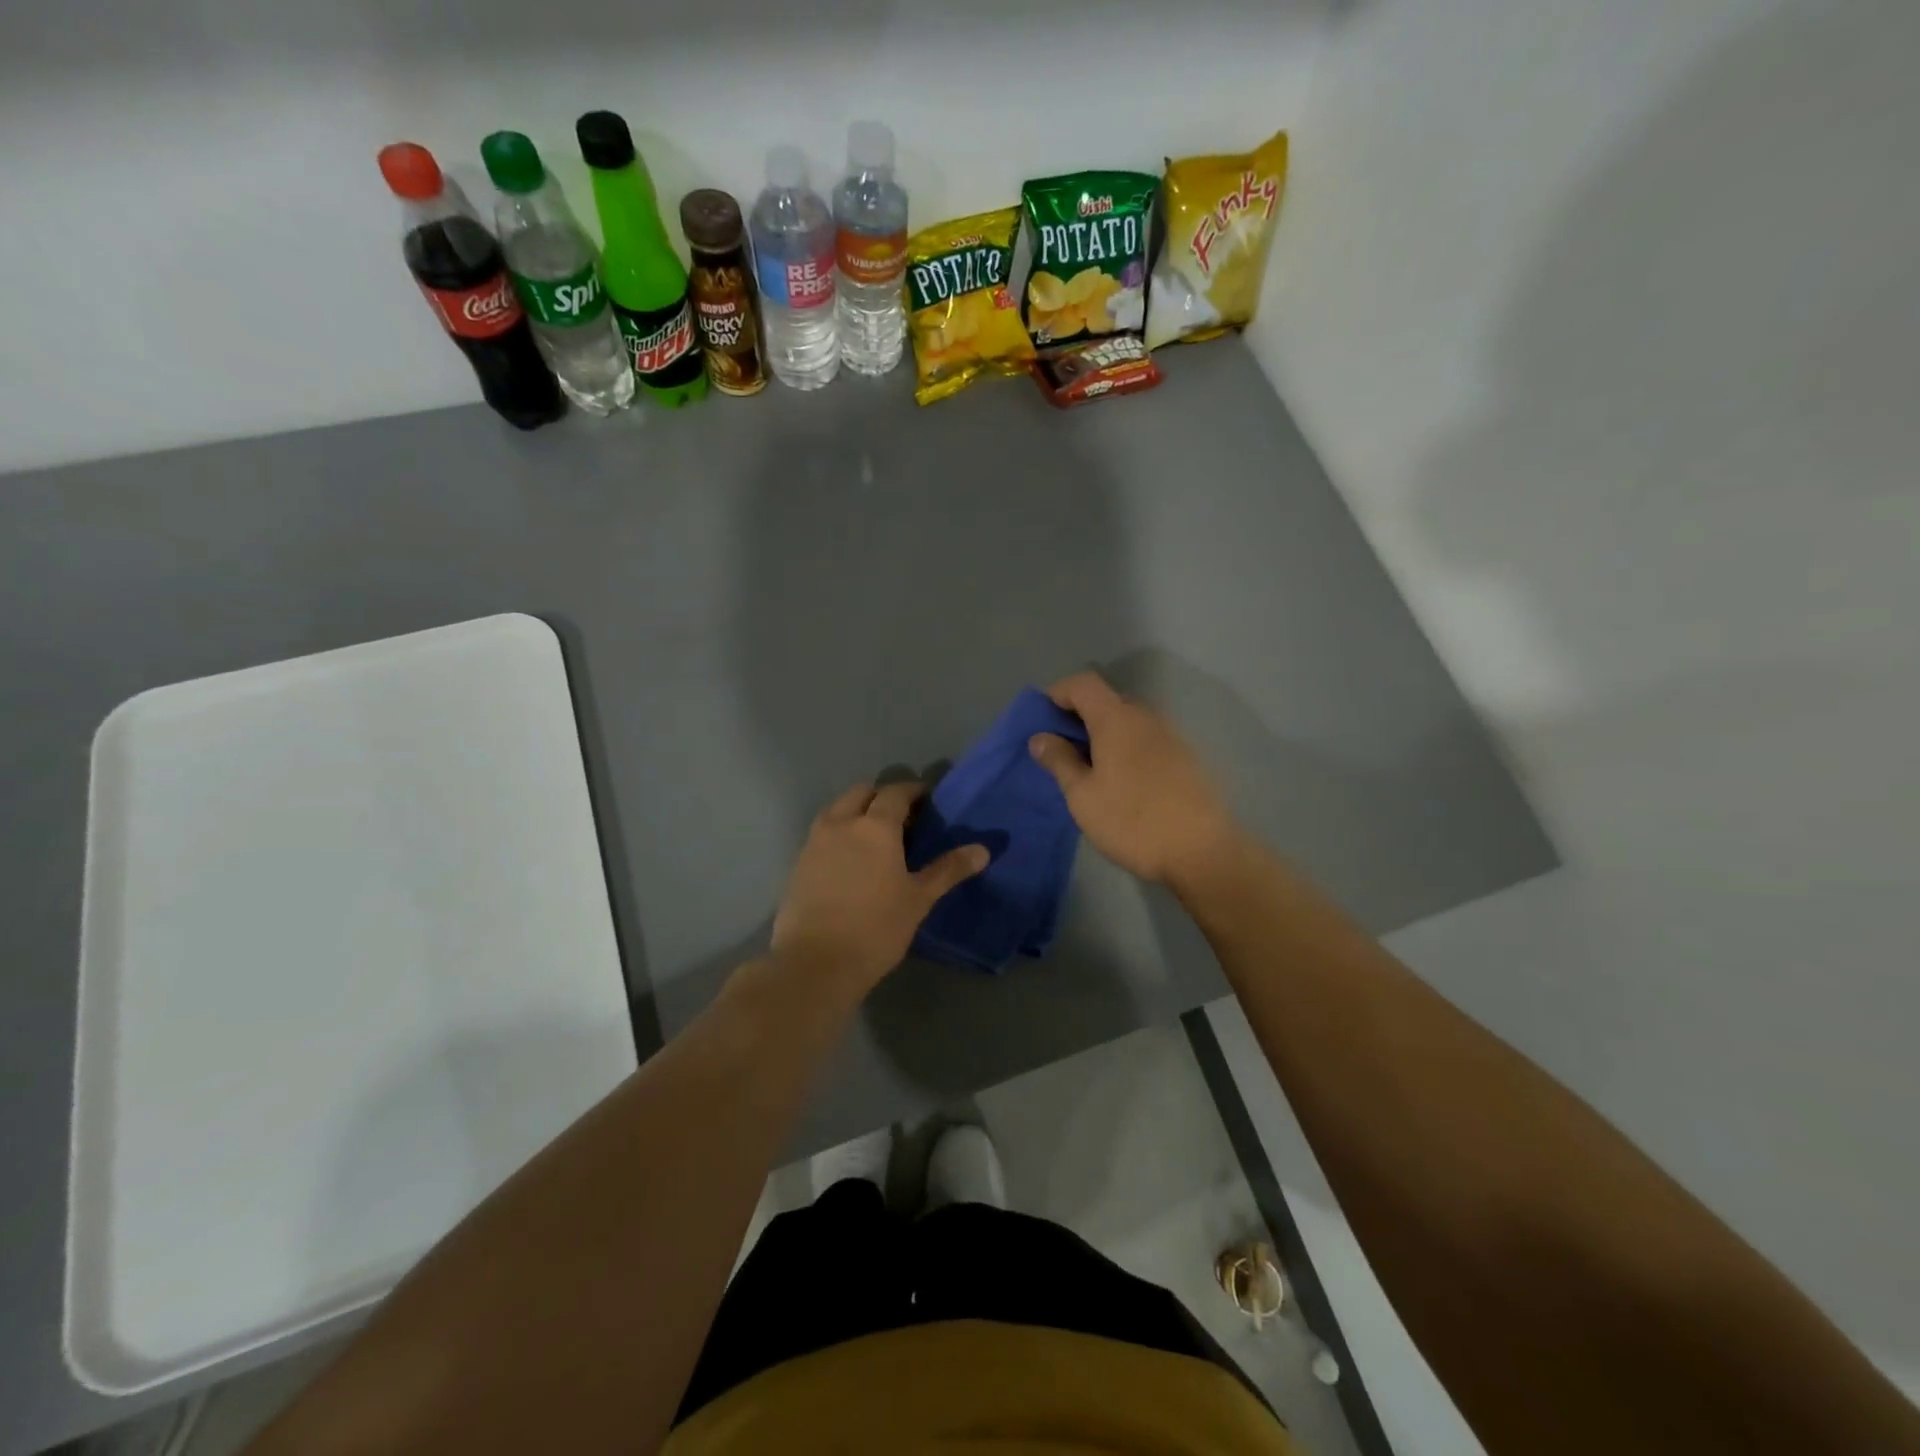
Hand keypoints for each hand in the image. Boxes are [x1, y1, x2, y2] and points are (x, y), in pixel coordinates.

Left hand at [771, 781, 989, 999]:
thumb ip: (948, 870)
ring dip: (856, 810)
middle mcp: (842, 823)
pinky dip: (839, 832)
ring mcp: (815, 842)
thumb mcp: (919, 899)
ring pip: (837, 809)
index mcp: (875, 827)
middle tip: (901, 817)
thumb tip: (983, 850)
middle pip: (861, 792)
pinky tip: (850, 859)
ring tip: (874, 836)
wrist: (815, 962)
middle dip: (881, 796)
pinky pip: (822, 832)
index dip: (913, 790)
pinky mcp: (799, 863)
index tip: (927, 799)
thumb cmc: (876, 928)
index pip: (895, 792)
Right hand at [1029, 671, 1241, 889]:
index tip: (1042, 719)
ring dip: (1105, 734)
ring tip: (1090, 768)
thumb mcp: (1082, 796)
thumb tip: (1040, 737)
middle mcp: (1146, 717)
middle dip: (1080, 716)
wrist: (1201, 852)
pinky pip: (1147, 740)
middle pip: (1107, 700)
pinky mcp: (1186, 758)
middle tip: (1061, 749)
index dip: (1058, 693)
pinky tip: (1122, 782)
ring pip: (1129, 721)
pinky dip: (1127, 748)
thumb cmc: (1131, 821)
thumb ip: (1059, 761)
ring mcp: (1171, 736)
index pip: (1083, 683)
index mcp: (1116, 719)